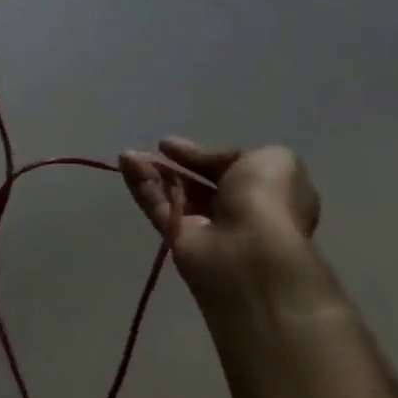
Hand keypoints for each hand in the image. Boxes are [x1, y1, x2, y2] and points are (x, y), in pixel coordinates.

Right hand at [120, 139, 324, 308]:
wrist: (249, 253)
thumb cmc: (268, 201)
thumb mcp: (272, 159)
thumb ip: (238, 154)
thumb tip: (210, 162)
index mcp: (268, 194)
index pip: (231, 170)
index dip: (204, 156)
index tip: (173, 144)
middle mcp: (238, 211)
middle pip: (200, 184)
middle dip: (177, 165)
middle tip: (155, 149)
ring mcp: (206, 228)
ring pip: (174, 194)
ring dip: (152, 171)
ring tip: (129, 153)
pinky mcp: (177, 239)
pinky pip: (156, 206)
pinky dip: (140, 184)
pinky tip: (126, 162)